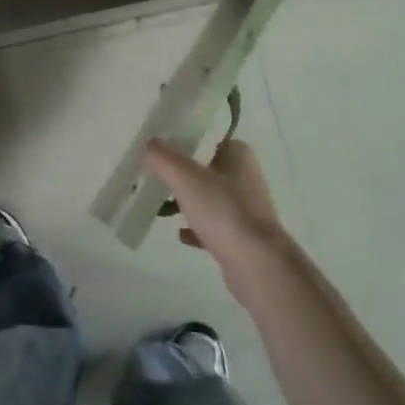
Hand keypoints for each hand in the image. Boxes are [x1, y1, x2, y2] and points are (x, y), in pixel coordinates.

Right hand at [142, 138, 289, 297]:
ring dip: (186, 202)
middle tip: (153, 176)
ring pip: (208, 198)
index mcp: (237, 154)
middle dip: (180, 174)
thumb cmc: (224, 211)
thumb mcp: (186, 177)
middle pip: (204, 168)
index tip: (157, 149)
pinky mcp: (241, 237)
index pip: (205, 138)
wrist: (257, 266)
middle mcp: (244, 176)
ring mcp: (245, 209)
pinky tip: (180, 234)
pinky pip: (212, 226)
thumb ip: (162, 158)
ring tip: (160, 205)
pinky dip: (196, 228)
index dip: (181, 141)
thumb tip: (147, 144)